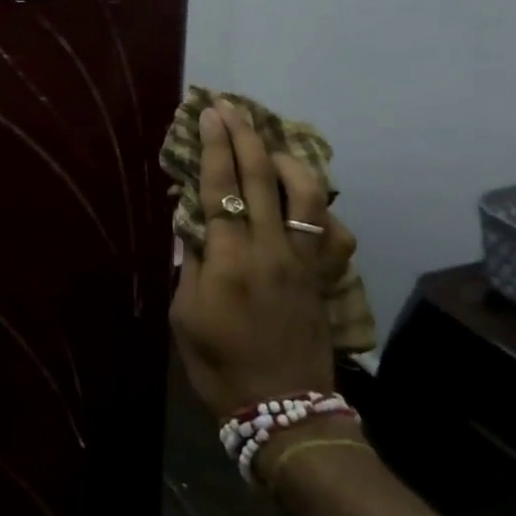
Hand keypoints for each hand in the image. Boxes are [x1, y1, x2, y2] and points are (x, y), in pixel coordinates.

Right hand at [169, 102, 346, 414]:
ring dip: (284, 159)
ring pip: (305, 193)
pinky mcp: (323, 276)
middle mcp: (271, 249)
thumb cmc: (219, 364)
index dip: (214, 146)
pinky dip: (317, 205)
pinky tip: (302, 198)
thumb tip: (191, 222)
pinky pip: (330, 229)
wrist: (282, 409)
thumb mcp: (185, 313)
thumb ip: (190, 261)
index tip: (209, 113)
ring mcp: (304, 261)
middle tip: (231, 107)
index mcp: (230, 259)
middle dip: (244, 136)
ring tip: (266, 146)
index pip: (221, 187)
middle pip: (261, 177)